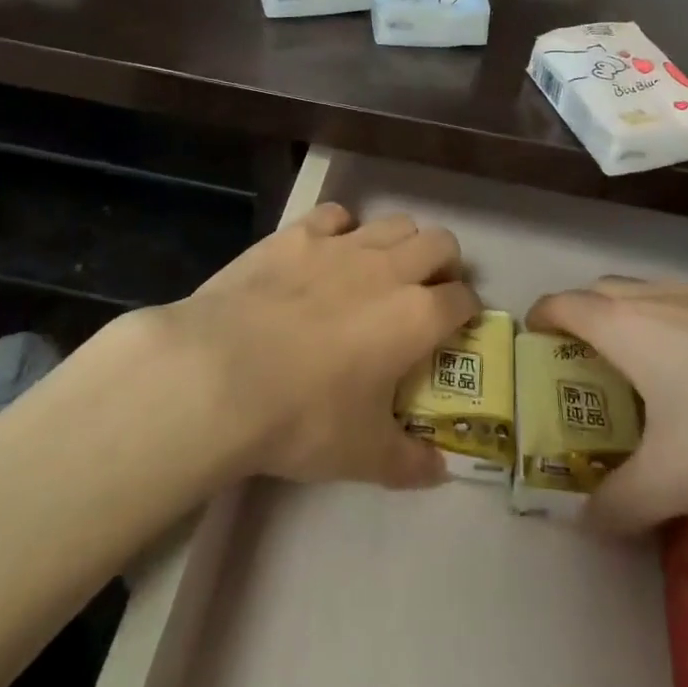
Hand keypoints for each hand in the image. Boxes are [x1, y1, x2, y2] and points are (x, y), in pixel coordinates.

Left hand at [158, 203, 480, 489]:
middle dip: (444, 265)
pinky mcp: (297, 234)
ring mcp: (342, 245)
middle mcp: (389, 269)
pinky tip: (326, 254)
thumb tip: (440, 471)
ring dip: (400, 243)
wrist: (220, 376)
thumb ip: (409, 462)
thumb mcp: (362, 455)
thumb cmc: (302, 419)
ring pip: (395, 223)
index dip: (467, 312)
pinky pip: (336, 215)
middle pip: (441, 243)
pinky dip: (342, 230)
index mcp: (417, 317)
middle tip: (426, 293)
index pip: (464, 299)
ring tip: (380, 271)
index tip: (457, 329)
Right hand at [529, 278, 687, 534]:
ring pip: (655, 295)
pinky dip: (685, 327)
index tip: (535, 342)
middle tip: (590, 368)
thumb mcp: (677, 482)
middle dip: (586, 319)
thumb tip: (587, 523)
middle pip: (605, 291)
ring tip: (654, 374)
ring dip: (638, 321)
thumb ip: (622, 503)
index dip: (542, 318)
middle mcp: (662, 297)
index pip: (564, 304)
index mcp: (627, 326)